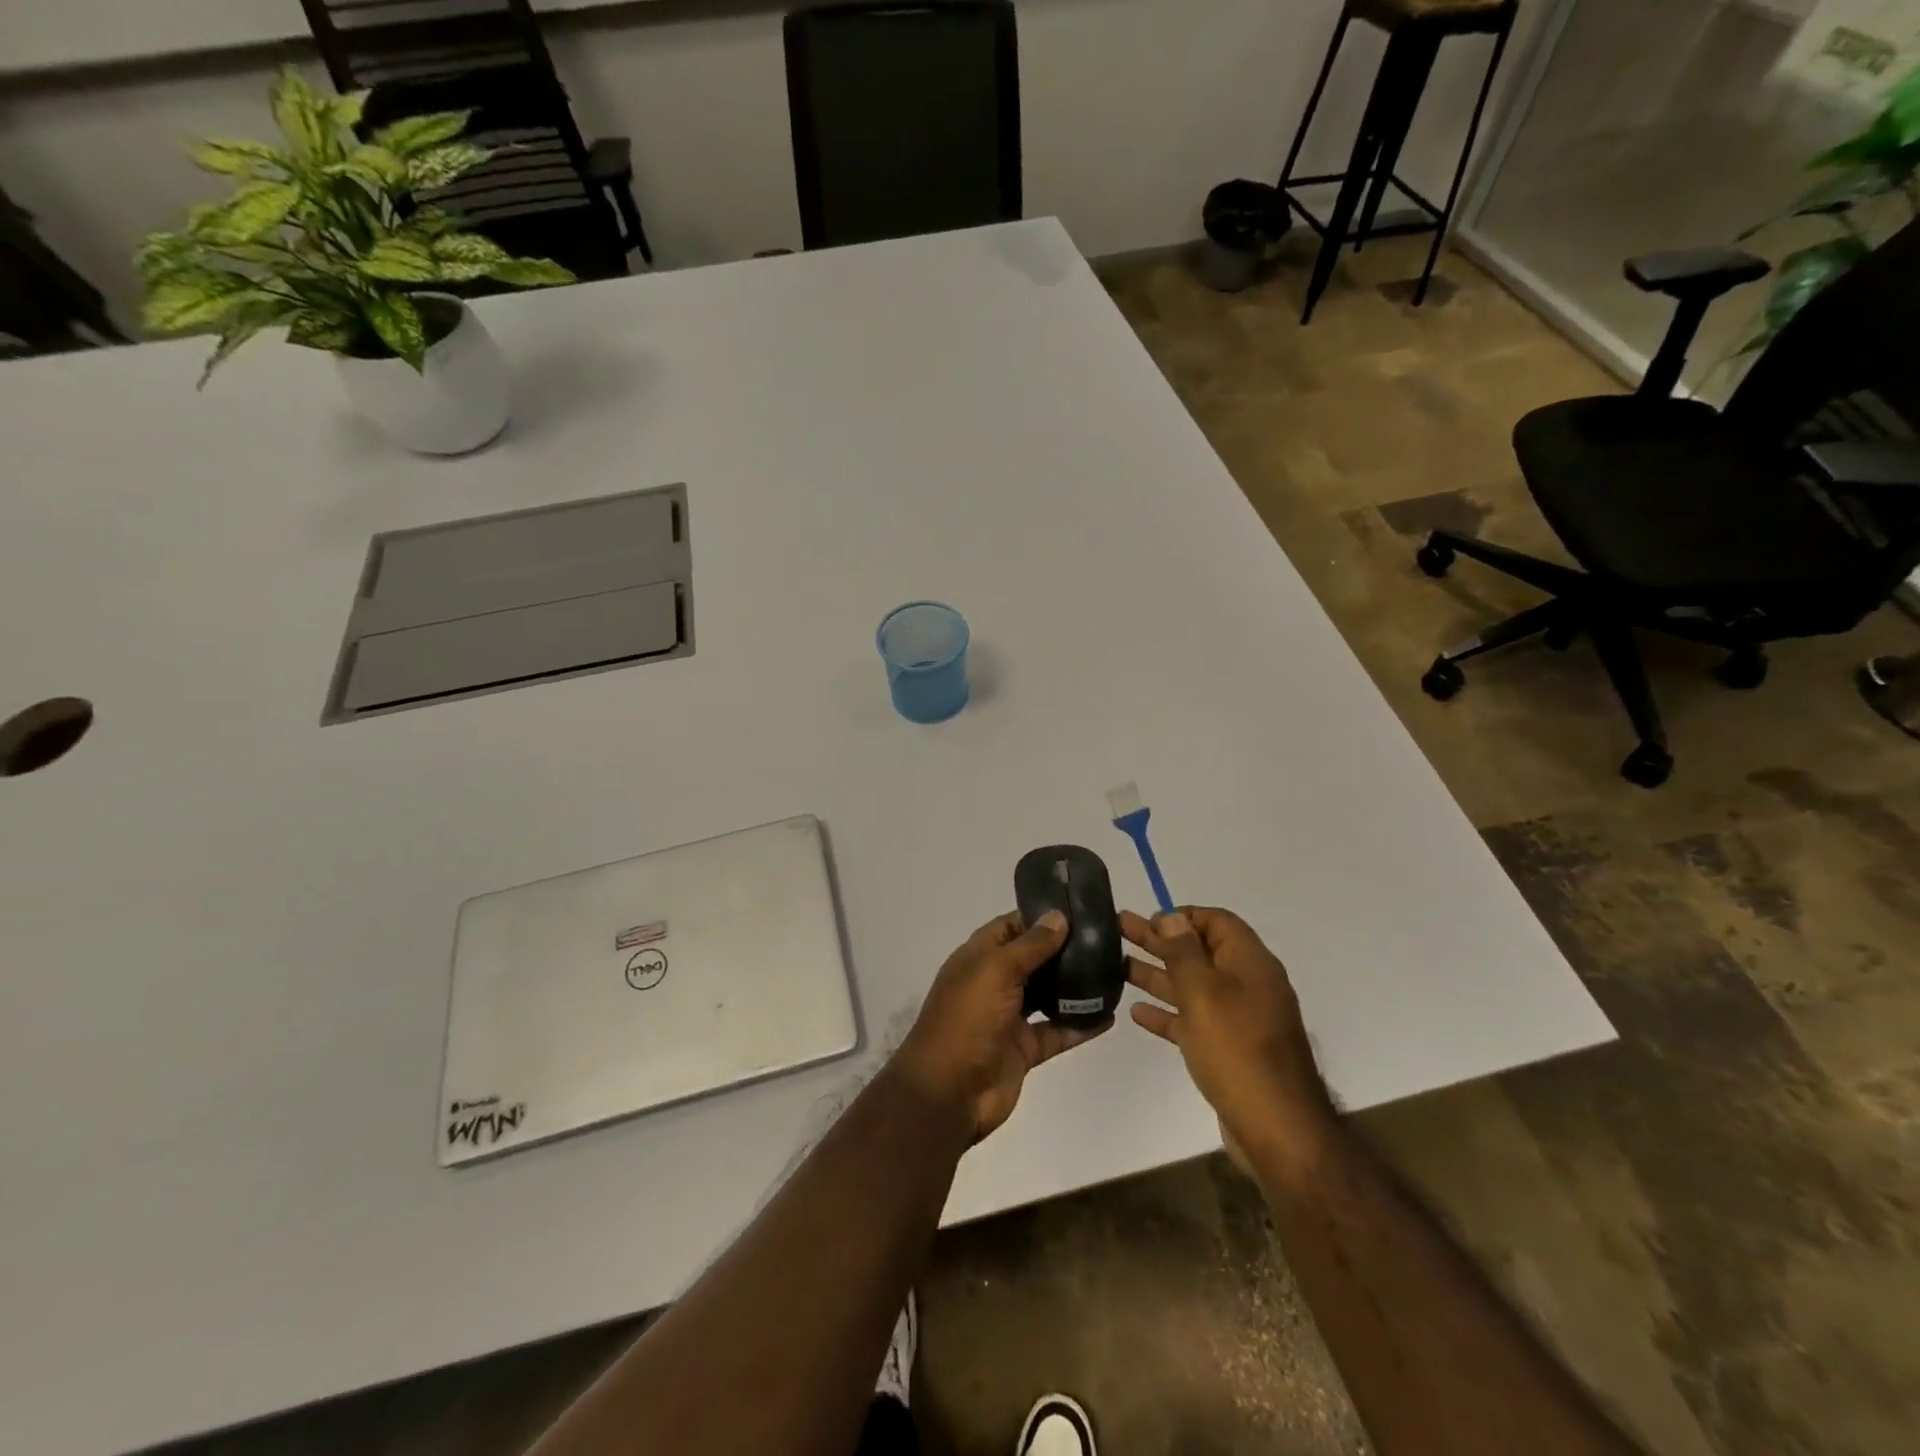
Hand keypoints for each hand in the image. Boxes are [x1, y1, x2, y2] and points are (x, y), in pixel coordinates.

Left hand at [893, 911, 1110, 1141]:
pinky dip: (1080, 1024)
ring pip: (1047, 994)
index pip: (1011, 927)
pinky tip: (1108, 1015)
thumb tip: (1058, 916)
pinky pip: (1057, 1031)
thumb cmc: (967, 1019)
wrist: (949, 1091)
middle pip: (1032, 959)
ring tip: (1112, 970)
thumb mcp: (995, 970)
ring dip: (1074, 985)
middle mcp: (993, 983)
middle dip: (1063, 949)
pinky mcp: (1024, 1048)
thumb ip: (1030, 945)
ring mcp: (1009, 1017)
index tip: (1077, 909)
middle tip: (1104, 938)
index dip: (1039, 916)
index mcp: (978, 958)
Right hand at [1123, 907, 1336, 1172]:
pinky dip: (1167, 1012)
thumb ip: (1184, 952)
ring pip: (1192, 986)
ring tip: (1117, 965)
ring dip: (1157, 974)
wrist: (1277, 1129)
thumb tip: (1172, 917)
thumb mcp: (1205, 993)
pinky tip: (1137, 1011)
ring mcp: (1239, 1020)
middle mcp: (1247, 985)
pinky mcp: (1228, 1050)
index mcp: (1249, 964)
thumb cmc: (1237, 1050)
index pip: (1217, 922)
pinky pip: (1193, 1020)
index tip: (1148, 917)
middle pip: (1198, 952)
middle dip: (1159, 940)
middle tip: (1120, 927)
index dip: (1183, 916)